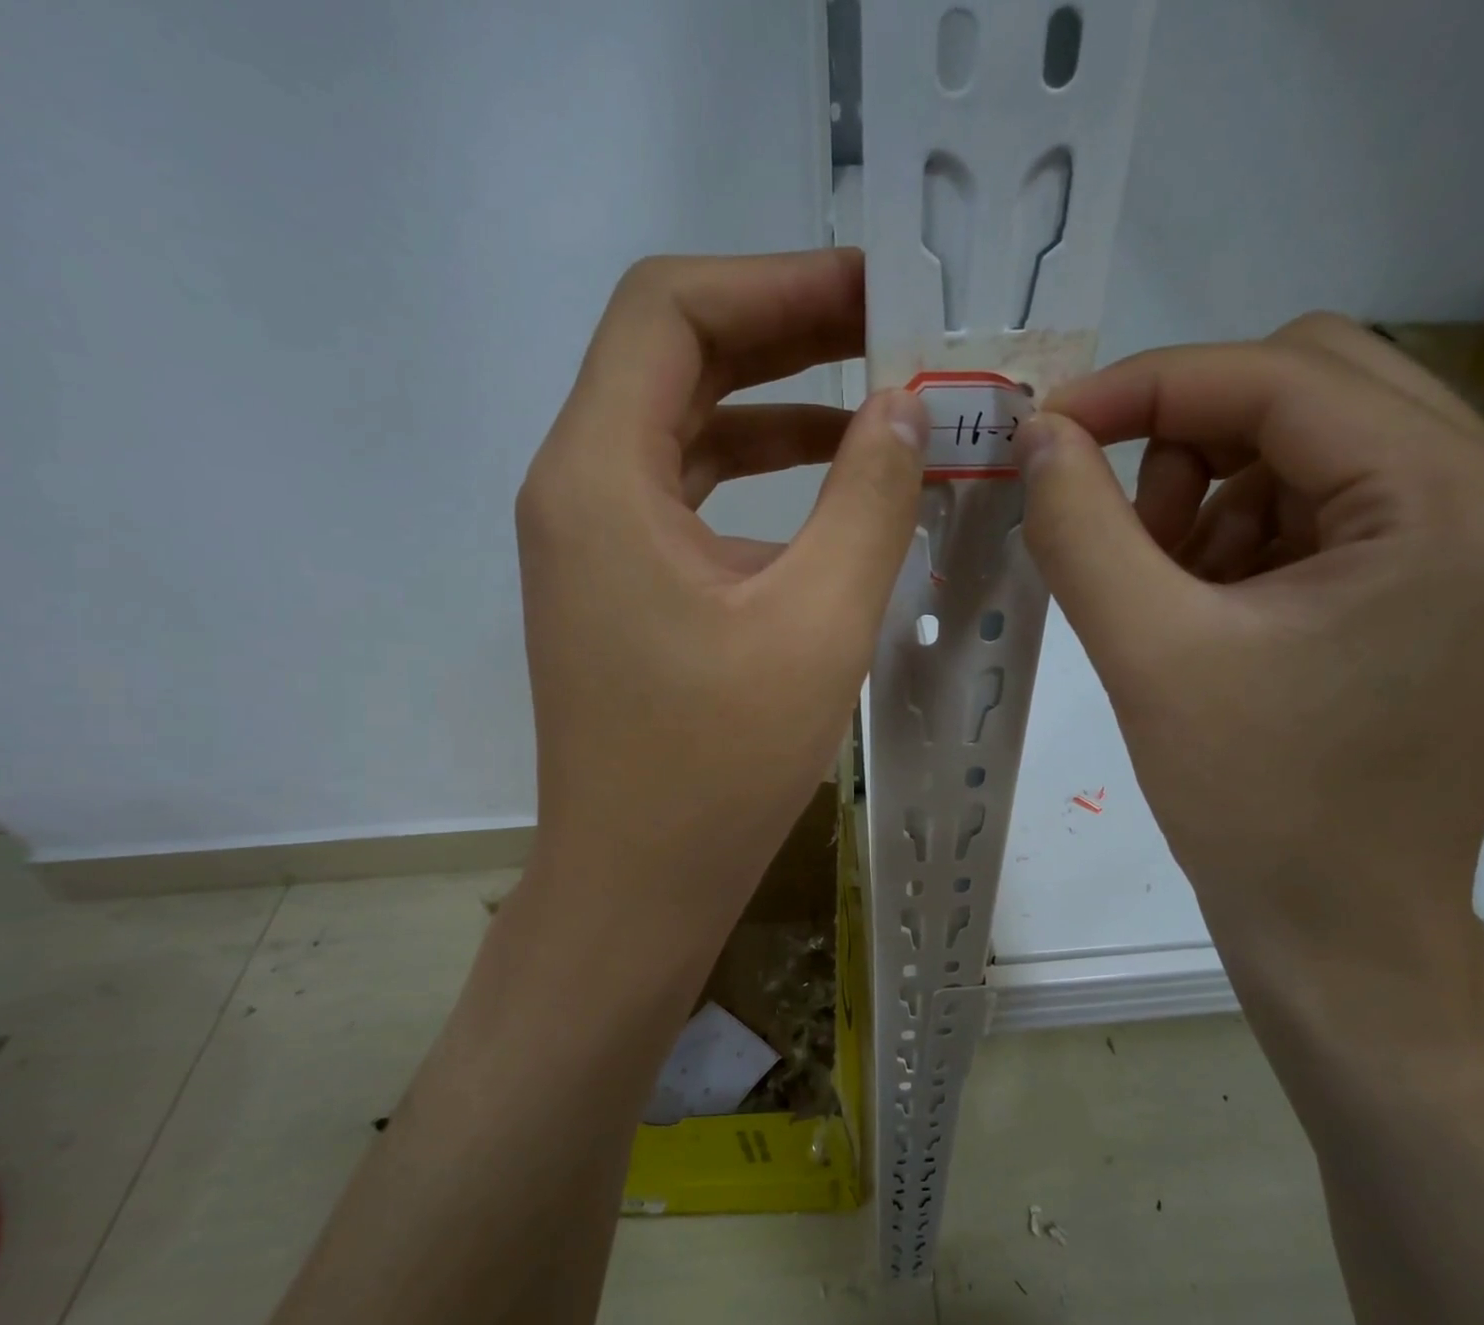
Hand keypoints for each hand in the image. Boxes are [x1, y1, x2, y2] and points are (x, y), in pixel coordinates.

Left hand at [515, 249, 926, 954]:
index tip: (876, 291)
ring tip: (881, 400)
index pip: (670, 311)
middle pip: (676, 358)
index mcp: (600, 476)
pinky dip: (762, 476)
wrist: (639, 884)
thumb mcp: (816, 624)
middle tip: (893, 331)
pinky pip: (692, 496)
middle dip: (786, 332)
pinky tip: (835, 489)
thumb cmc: (717, 767)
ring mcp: (595, 542)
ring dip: (780, 404)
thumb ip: (869, 499)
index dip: (776, 282)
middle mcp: (578, 489)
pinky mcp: (623, 587)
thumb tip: (905, 409)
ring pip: (687, 428)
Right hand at [1015, 314, 1483, 1044]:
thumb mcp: (1147, 653)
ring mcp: (1482, 539)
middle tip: (1126, 533)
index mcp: (1456, 502)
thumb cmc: (1252, 804)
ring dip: (1211, 496)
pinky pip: (1322, 504)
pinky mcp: (1446, 581)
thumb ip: (1080, 526)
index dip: (1146, 387)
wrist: (1337, 928)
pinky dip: (1242, 536)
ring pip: (1309, 444)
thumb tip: (1040, 433)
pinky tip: (1209, 614)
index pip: (1281, 376)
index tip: (1049, 430)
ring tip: (1166, 594)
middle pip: (1310, 387)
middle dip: (1188, 442)